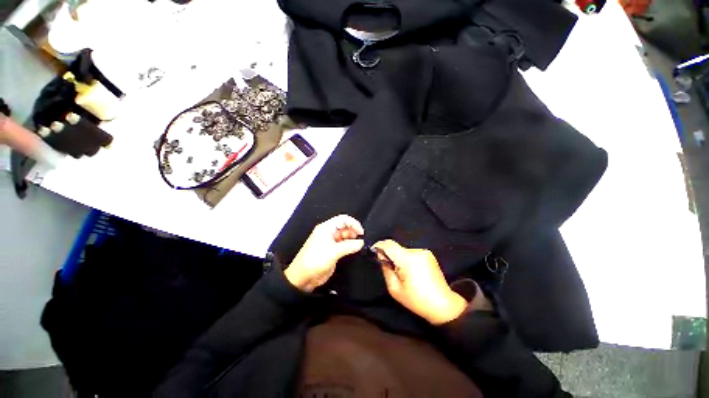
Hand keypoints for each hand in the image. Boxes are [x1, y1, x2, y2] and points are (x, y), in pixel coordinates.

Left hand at [285, 215, 364, 291]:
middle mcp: (328, 233)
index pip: (343, 219)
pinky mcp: (331, 251)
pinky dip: (349, 247)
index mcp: (326, 228)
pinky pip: (343, 245)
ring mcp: (330, 242)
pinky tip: (354, 250)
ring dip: (352, 240)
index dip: (353, 223)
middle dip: (354, 232)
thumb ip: (349, 246)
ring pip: (345, 236)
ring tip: (358, 246)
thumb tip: (360, 242)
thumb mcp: (334, 252)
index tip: (361, 232)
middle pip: (344, 227)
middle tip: (361, 240)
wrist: (303, 277)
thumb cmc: (313, 261)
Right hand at [373, 240, 467, 324]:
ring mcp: (424, 252)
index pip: (389, 244)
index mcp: (407, 259)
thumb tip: (382, 256)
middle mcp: (416, 252)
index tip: (374, 250)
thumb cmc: (417, 300)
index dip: (379, 245)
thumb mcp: (394, 289)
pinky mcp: (429, 255)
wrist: (443, 305)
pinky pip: (412, 254)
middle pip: (397, 248)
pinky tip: (413, 272)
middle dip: (391, 256)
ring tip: (405, 274)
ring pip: (404, 251)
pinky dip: (409, 260)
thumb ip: (386, 269)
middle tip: (391, 269)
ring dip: (400, 259)